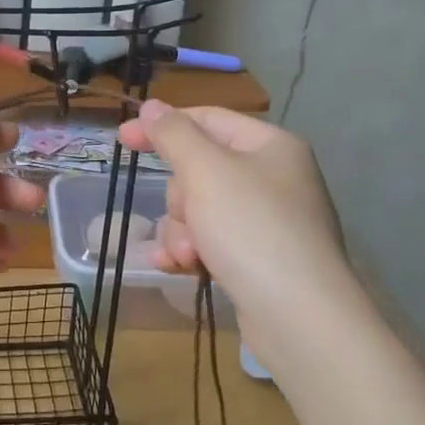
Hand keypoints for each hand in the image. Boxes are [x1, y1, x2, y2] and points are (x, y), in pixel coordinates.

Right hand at [118, 101, 350, 358]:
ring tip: (190, 257)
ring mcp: (269, 222)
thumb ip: (173, 134)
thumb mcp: (205, 171)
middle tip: (188, 218)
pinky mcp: (262, 260)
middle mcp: (274, 178)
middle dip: (180, 198)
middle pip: (200, 169)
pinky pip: (213, 241)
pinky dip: (193, 252)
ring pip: (201, 209)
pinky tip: (179, 268)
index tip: (122, 139)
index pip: (207, 119)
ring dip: (183, 231)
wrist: (302, 319)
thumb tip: (152, 105)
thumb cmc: (252, 229)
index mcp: (270, 145)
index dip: (162, 126)